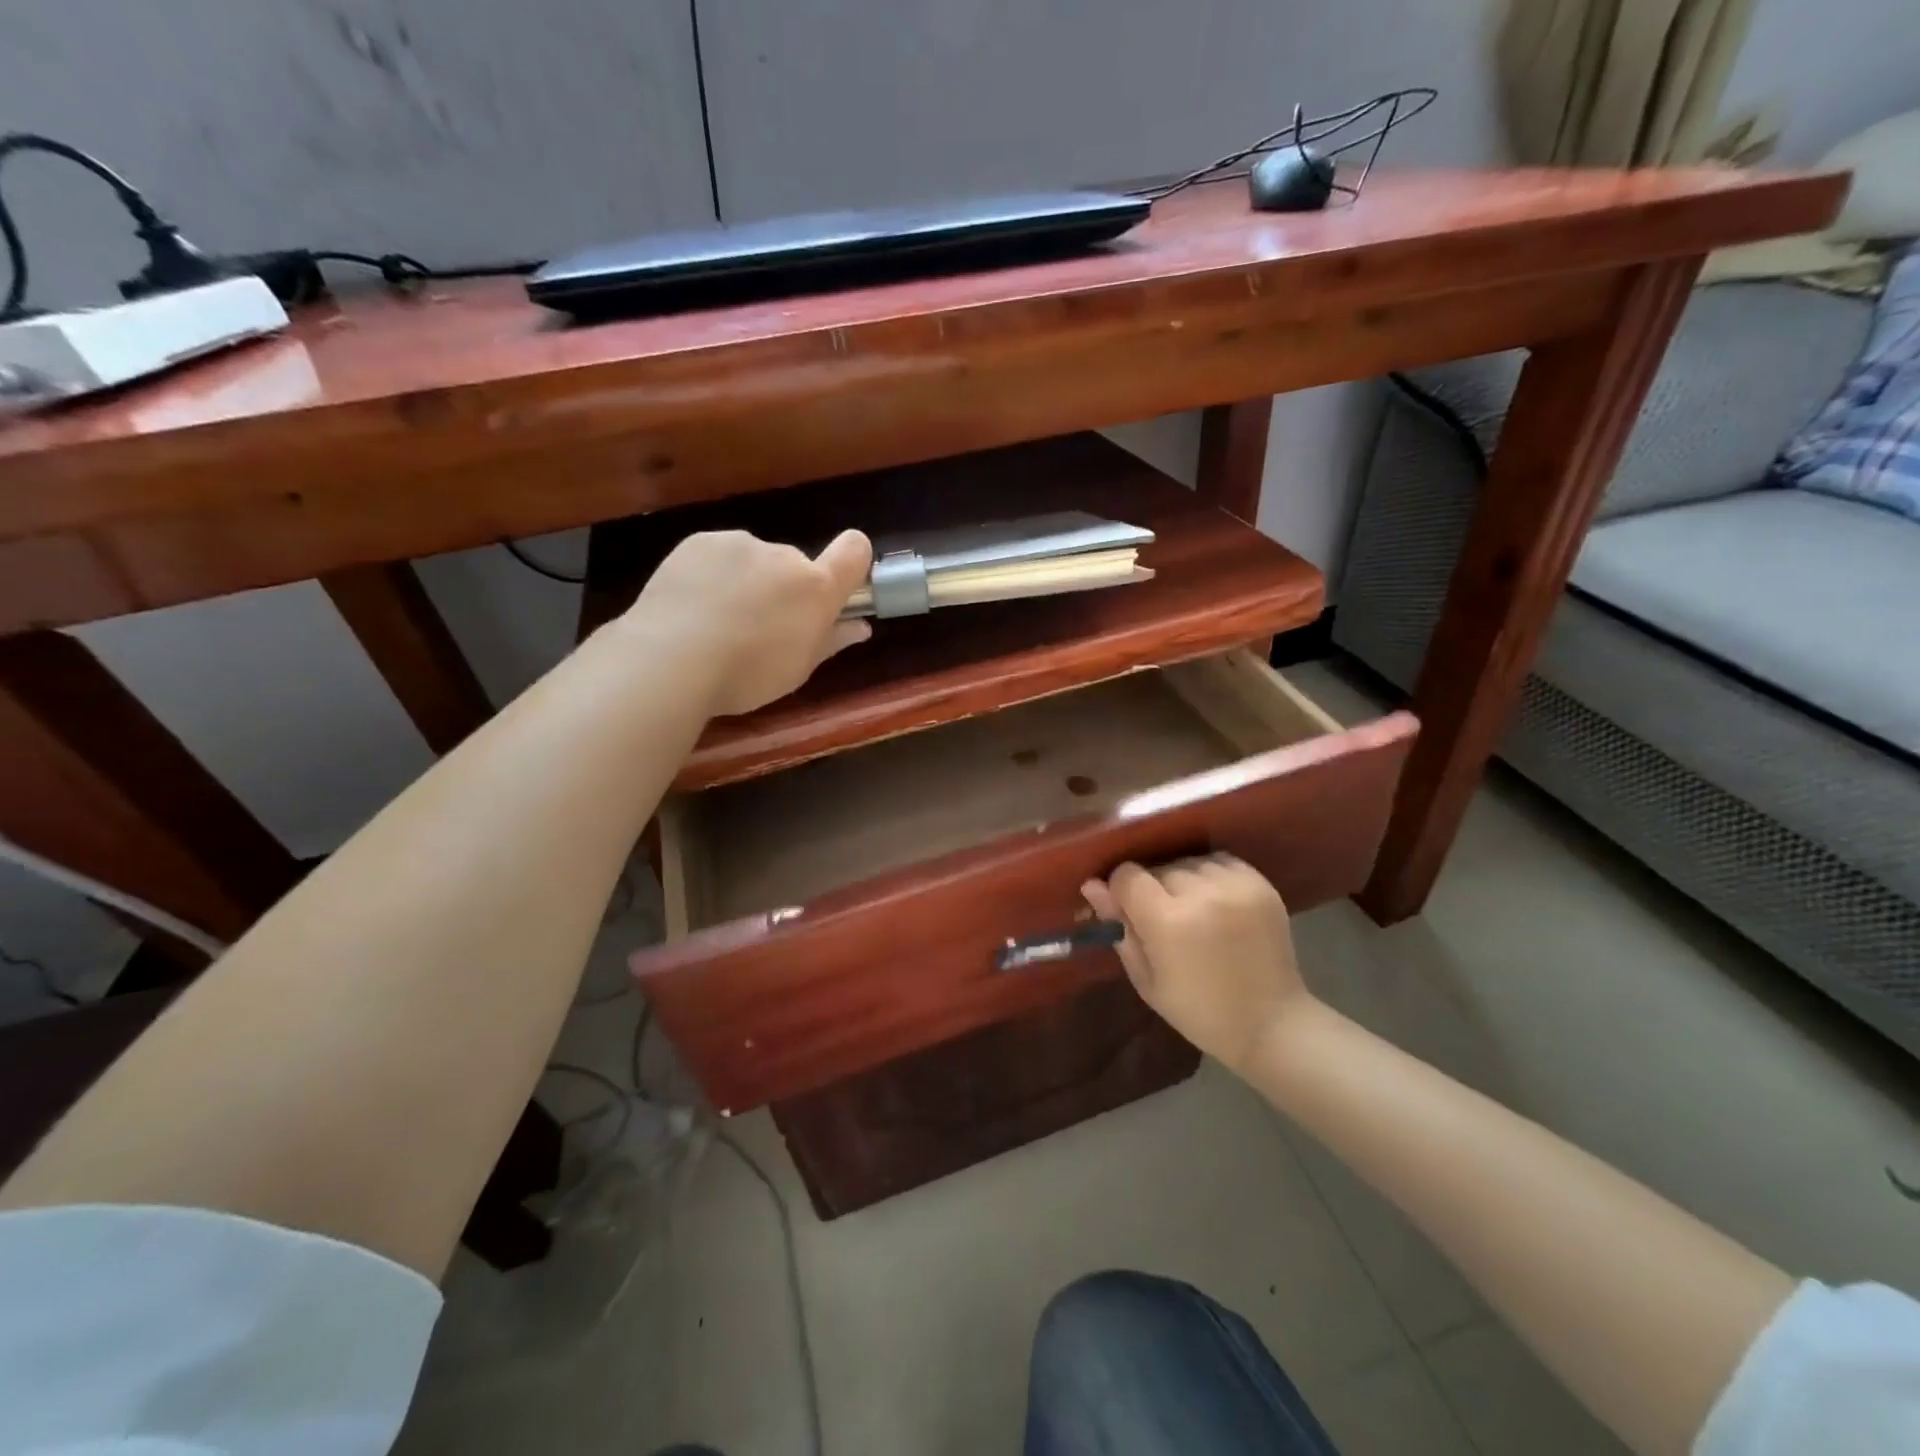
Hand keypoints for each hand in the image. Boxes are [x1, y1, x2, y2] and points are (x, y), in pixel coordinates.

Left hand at [625, 528, 872, 717]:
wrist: (670, 659)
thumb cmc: (747, 675)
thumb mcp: (798, 669)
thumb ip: (832, 641)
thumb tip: (859, 627)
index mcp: (816, 588)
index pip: (855, 551)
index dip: (852, 562)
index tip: (838, 588)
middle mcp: (784, 556)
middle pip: (796, 566)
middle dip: (785, 590)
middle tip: (759, 629)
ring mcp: (740, 544)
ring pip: (755, 560)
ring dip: (748, 581)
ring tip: (717, 621)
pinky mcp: (700, 542)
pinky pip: (719, 556)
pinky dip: (713, 575)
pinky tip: (692, 606)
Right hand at [1082, 854, 1311, 1075]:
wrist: (1271, 1023)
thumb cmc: (1199, 1011)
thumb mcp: (1146, 979)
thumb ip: (1119, 927)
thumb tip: (1092, 885)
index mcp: (1168, 921)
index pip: (1127, 875)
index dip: (1121, 891)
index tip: (1129, 912)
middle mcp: (1201, 893)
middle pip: (1158, 868)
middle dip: (1154, 889)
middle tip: (1164, 921)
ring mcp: (1235, 885)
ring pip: (1188, 862)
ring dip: (1183, 880)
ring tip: (1194, 910)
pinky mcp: (1260, 883)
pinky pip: (1219, 861)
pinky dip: (1211, 876)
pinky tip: (1216, 902)